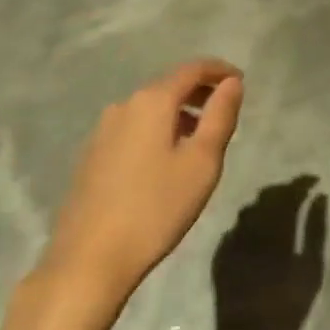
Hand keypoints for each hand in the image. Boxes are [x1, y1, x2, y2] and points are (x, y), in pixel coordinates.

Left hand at [41, 59, 244, 303]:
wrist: (88, 260)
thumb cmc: (155, 208)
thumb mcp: (202, 163)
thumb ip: (220, 116)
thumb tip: (232, 82)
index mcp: (152, 101)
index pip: (192, 69)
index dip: (219, 71)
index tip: (241, 81)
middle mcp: (124, 105)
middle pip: (169, 86)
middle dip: (199, 93)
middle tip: (223, 113)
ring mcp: (103, 130)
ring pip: (150, 109)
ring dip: (177, 115)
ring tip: (198, 141)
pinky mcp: (91, 155)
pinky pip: (133, 129)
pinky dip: (156, 131)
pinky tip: (163, 163)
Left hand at [210, 176, 326, 329]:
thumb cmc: (286, 307)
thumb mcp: (311, 270)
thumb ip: (315, 230)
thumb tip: (320, 197)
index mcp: (274, 228)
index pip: (288, 194)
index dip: (301, 184)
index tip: (314, 181)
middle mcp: (250, 228)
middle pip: (266, 197)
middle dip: (283, 191)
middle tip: (298, 193)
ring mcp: (232, 241)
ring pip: (248, 210)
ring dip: (264, 205)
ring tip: (279, 210)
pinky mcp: (220, 255)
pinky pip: (235, 228)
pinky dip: (248, 223)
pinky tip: (256, 231)